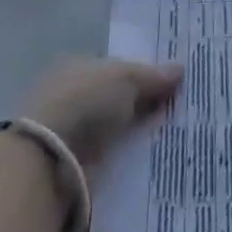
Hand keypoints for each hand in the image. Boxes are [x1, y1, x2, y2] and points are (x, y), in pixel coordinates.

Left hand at [19, 56, 182, 170]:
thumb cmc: (85, 102)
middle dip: (143, 106)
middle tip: (180, 112)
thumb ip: (153, 75)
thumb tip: (181, 69)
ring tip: (174, 139)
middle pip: (116, 99)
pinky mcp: (75, 165)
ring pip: (114, 130)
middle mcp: (72, 95)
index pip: (116, 68)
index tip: (172, 86)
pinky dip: (127, 158)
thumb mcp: (126, 78)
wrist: (50, 161)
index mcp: (78, 66)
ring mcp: (70, 131)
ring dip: (136, 135)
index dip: (143, 75)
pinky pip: (110, 157)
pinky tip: (152, 161)